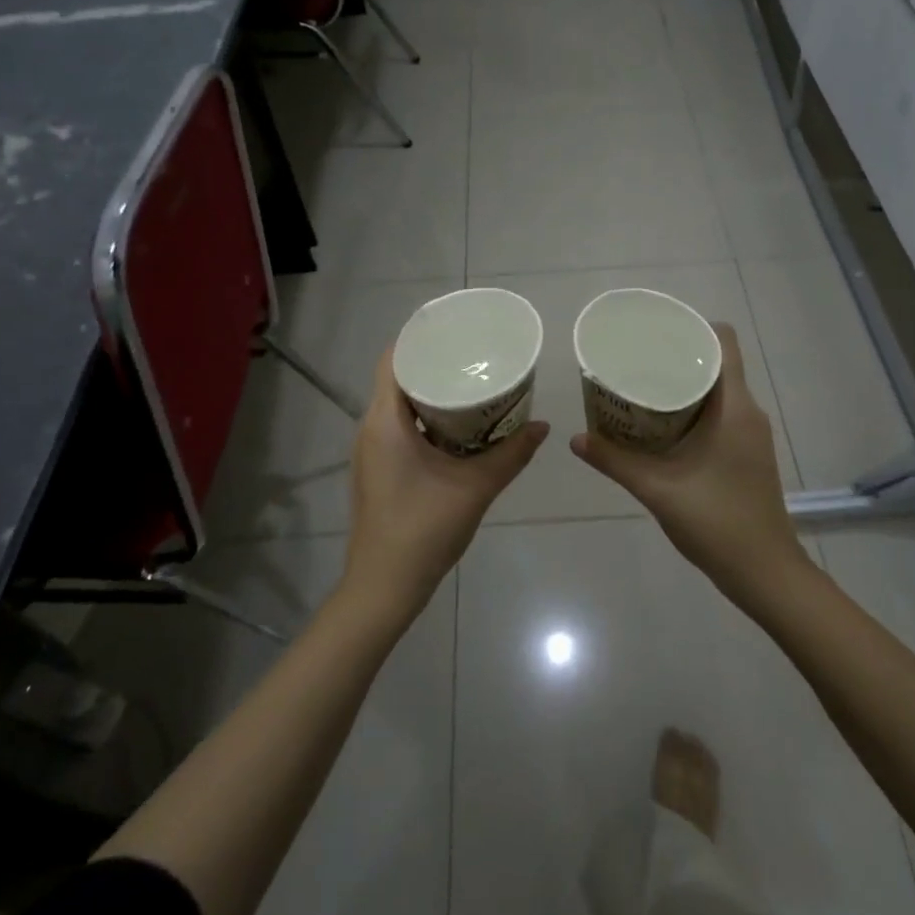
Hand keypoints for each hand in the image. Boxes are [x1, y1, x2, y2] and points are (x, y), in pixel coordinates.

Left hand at [345, 347, 548, 623]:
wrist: (385, 587)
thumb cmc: (424, 530)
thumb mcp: (476, 488)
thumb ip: (511, 454)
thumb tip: (543, 426)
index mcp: (385, 422)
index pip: (393, 359)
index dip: (420, 338)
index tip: (454, 328)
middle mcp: (371, 429)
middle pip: (397, 378)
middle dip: (434, 364)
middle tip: (474, 355)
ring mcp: (372, 451)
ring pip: (399, 405)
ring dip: (431, 392)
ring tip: (471, 383)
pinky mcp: (378, 469)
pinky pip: (399, 427)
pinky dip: (426, 417)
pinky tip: (458, 426)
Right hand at [571, 324, 808, 606]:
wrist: (764, 572)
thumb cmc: (716, 523)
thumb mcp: (657, 489)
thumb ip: (615, 461)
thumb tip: (576, 439)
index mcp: (734, 407)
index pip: (724, 341)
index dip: (693, 327)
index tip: (656, 332)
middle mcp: (748, 411)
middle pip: (716, 362)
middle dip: (677, 355)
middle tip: (635, 358)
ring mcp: (750, 433)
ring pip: (718, 389)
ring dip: (683, 384)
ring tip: (641, 386)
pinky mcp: (747, 452)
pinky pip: (720, 412)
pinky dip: (692, 408)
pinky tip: (660, 424)